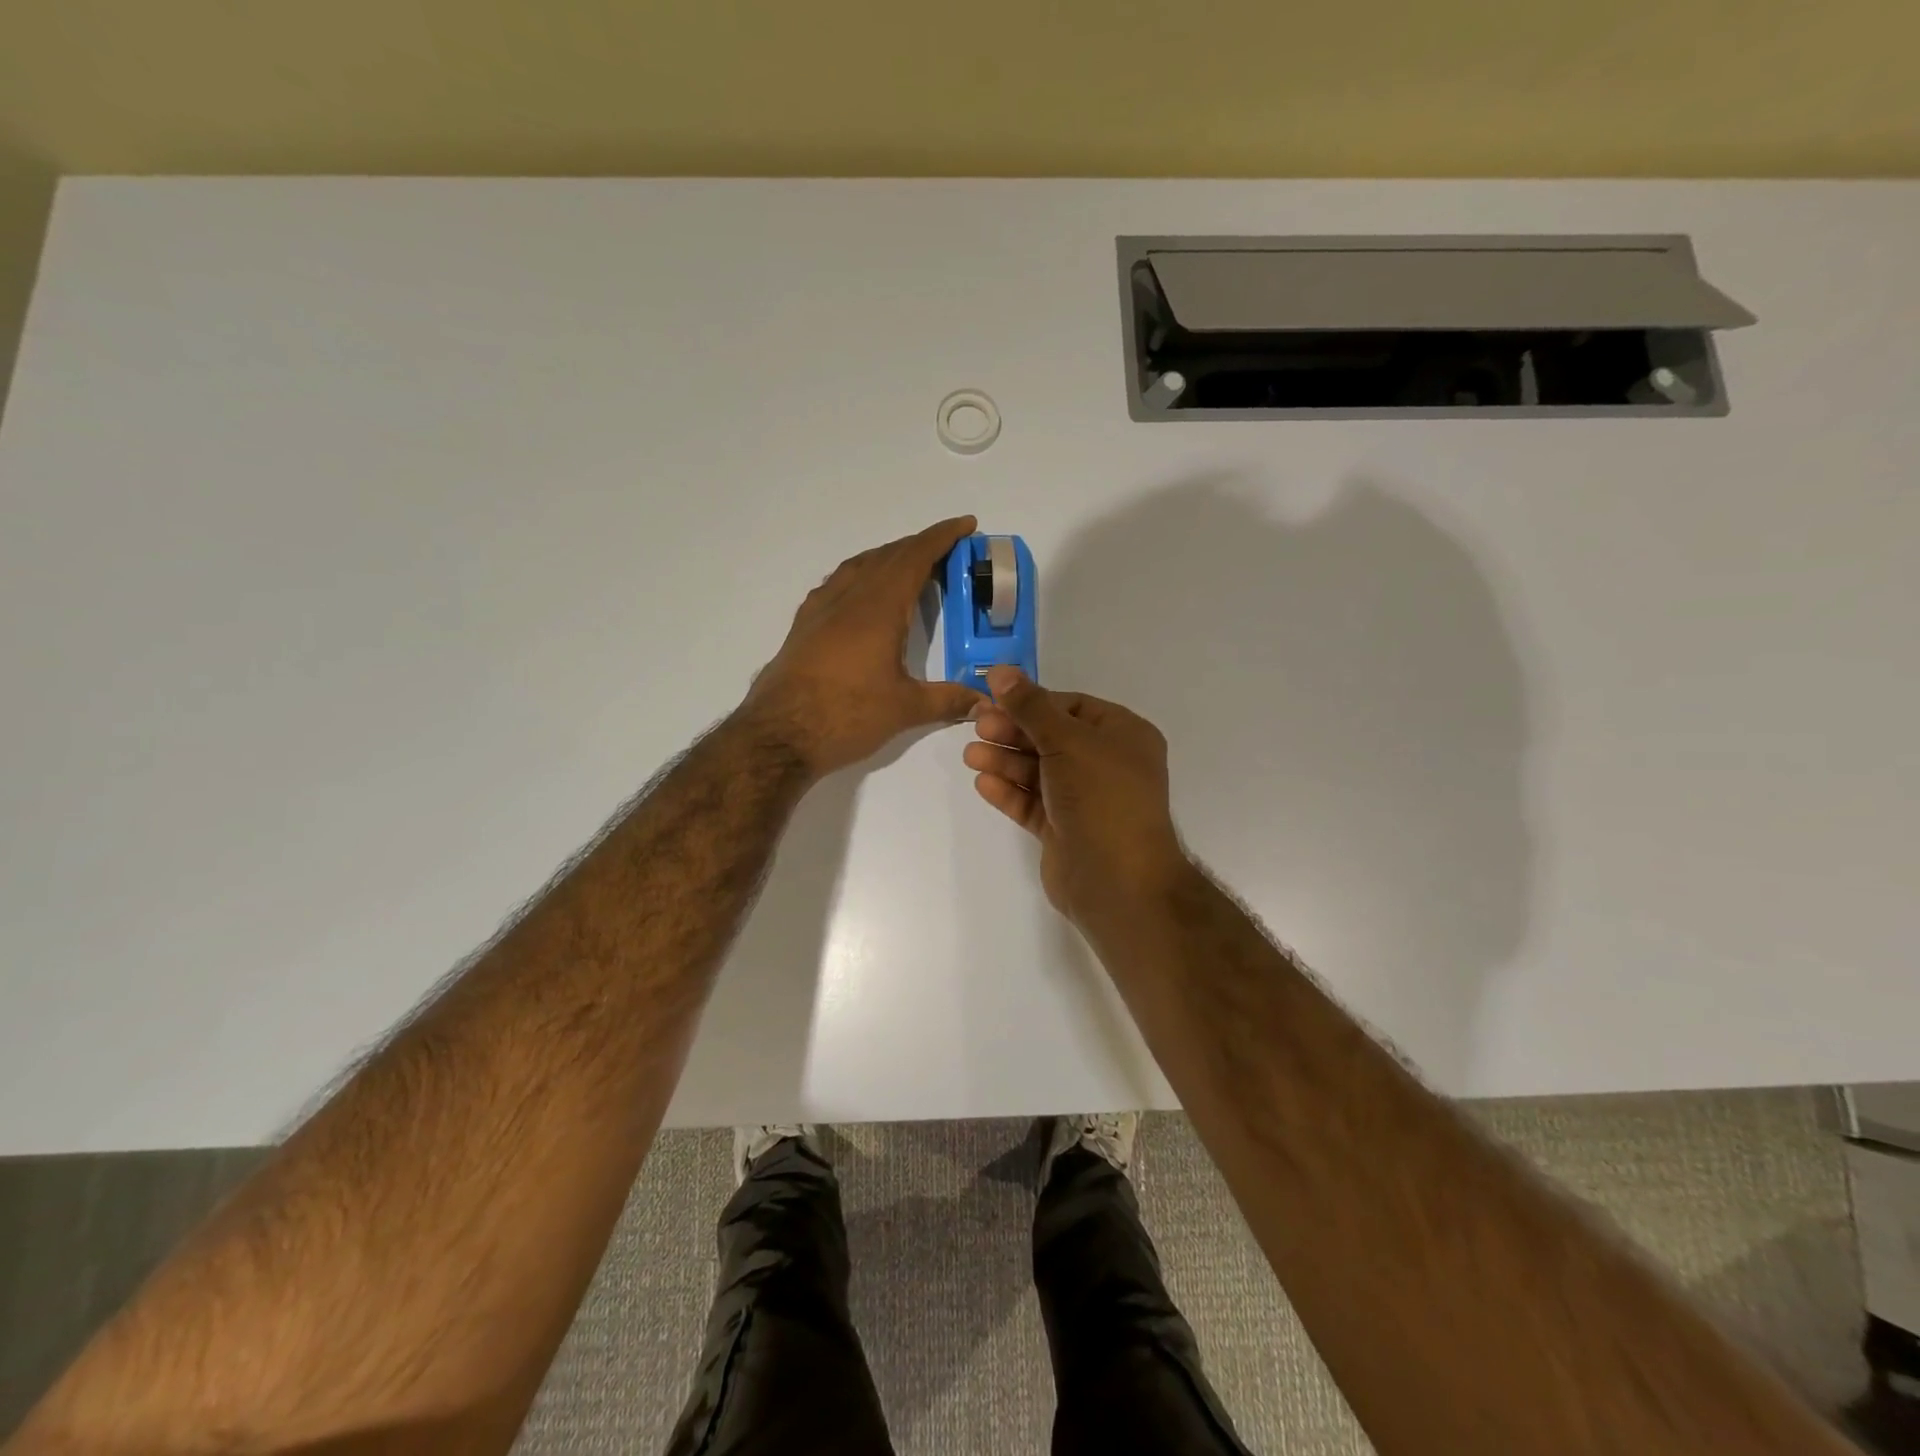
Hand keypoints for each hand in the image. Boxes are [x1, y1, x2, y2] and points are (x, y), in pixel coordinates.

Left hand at [741, 516, 986, 777]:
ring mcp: (820, 609)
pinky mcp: (803, 626)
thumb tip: (983, 701)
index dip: (942, 537)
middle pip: (887, 556)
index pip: (915, 557)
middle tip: (947, 551)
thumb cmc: (846, 715)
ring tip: (909, 567)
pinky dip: (859, 576)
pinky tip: (862, 596)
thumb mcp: (905, 709)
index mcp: (878, 607)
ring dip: (887, 558)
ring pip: (858, 566)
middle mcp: (848, 598)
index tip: (966, 524)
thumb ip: (947, 700)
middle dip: (919, 546)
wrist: (779, 734)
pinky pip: (836, 584)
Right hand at [963, 666, 1191, 926]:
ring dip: (1005, 761)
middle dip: (1013, 732)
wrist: (1118, 881)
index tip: (993, 700)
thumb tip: (1000, 671)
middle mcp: (1106, 764)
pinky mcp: (1064, 829)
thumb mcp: (1067, 741)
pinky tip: (983, 783)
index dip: (1031, 702)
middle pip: (1051, 737)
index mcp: (1122, 735)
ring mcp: (1085, 799)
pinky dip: (1009, 792)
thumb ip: (1030, 706)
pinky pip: (1033, 803)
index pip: (1071, 707)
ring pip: (1038, 771)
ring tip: (971, 756)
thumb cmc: (1102, 797)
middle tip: (977, 727)